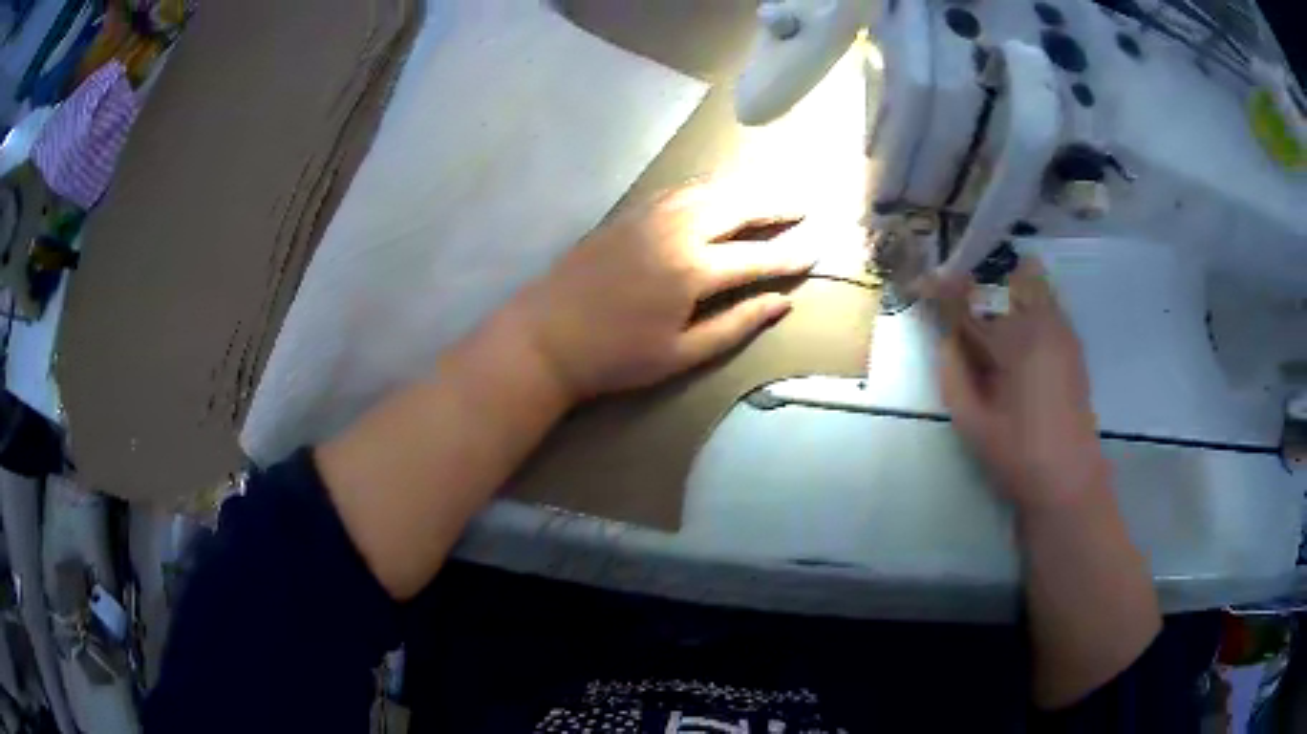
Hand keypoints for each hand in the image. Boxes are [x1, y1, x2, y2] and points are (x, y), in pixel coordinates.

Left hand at [505, 180, 815, 402]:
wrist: (545, 336)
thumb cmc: (614, 356)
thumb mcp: (681, 354)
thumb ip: (735, 325)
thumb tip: (781, 304)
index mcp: (693, 270)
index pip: (756, 257)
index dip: (790, 254)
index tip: (817, 247)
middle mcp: (676, 231)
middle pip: (736, 206)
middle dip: (773, 204)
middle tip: (800, 204)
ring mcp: (649, 216)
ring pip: (707, 191)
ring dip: (742, 190)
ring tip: (767, 192)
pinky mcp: (627, 214)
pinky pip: (678, 191)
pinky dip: (706, 189)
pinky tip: (714, 194)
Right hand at [929, 258, 1106, 511]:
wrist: (1070, 478)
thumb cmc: (1019, 455)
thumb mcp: (972, 421)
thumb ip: (953, 372)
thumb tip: (945, 336)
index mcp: (1016, 341)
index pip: (971, 300)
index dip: (942, 289)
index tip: (920, 283)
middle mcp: (1043, 322)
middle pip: (1003, 275)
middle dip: (975, 278)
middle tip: (953, 295)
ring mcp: (1061, 328)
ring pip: (1029, 278)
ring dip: (1001, 284)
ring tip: (980, 304)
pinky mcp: (1071, 340)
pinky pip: (1045, 297)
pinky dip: (1023, 297)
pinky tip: (1009, 322)